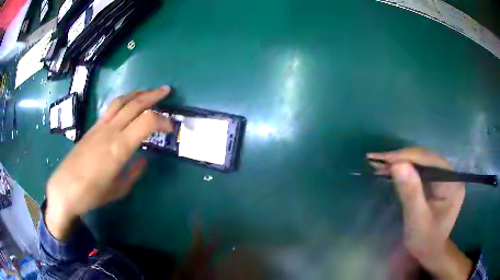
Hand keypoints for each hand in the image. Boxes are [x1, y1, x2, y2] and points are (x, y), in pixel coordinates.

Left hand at [46, 86, 172, 239]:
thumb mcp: (118, 189)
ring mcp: (100, 126)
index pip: (147, 121)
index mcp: (119, 147)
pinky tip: (128, 105)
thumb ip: (133, 173)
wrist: (64, 188)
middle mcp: (110, 131)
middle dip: (153, 95)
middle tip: (167, 91)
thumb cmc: (92, 193)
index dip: (163, 121)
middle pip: (135, 104)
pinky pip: (111, 108)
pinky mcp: (92, 127)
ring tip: (149, 92)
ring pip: (121, 101)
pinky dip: (124, 101)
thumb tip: (143, 160)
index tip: (171, 128)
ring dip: (137, 93)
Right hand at [367, 147, 471, 278]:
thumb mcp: (416, 220)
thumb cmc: (424, 240)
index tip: (384, 159)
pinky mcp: (436, 180)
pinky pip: (420, 168)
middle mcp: (451, 175)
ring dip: (401, 161)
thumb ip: (410, 192)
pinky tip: (392, 169)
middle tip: (377, 160)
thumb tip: (397, 165)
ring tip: (380, 163)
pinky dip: (404, 168)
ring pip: (422, 161)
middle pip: (426, 158)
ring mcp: (444, 176)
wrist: (429, 251)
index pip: (430, 161)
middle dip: (402, 157)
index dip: (407, 156)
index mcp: (452, 183)